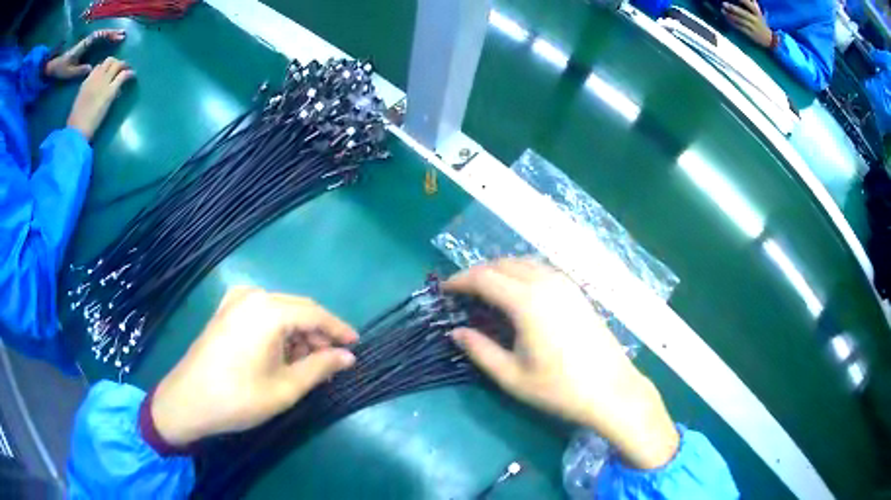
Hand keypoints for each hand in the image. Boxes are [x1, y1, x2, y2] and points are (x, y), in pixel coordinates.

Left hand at [44, 30, 125, 79]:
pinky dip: (105, 38)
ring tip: (120, 36)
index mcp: (83, 45)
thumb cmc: (60, 69)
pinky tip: (110, 41)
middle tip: (123, 35)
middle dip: (112, 33)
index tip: (117, 37)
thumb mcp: (68, 72)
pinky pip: (97, 40)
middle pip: (101, 33)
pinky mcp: (85, 47)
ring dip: (110, 34)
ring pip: (100, 35)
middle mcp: (86, 41)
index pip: (98, 36)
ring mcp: (86, 43)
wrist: (54, 67)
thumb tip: (90, 68)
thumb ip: (79, 70)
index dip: (107, 35)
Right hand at [66, 57, 134, 140]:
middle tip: (120, 68)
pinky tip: (133, 75)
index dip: (104, 68)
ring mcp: (104, 81)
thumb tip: (95, 90)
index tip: (108, 73)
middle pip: (109, 61)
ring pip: (117, 64)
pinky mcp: (111, 90)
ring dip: (123, 65)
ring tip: (127, 69)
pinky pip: (123, 75)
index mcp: (86, 81)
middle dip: (115, 62)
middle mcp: (96, 77)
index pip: (98, 67)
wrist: (78, 128)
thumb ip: (88, 91)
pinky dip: (129, 73)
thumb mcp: (80, 100)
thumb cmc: (76, 121)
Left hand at [151, 288, 357, 445]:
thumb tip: (348, 357)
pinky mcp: (225, 311)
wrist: (188, 400)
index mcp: (269, 310)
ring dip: (297, 334)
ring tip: (306, 364)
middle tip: (331, 362)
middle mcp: (252, 296)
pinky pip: (261, 313)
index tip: (356, 346)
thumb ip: (320, 367)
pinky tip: (280, 354)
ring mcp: (235, 301)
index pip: (315, 314)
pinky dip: (278, 331)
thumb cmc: (238, 397)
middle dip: (318, 334)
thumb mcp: (285, 388)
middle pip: (297, 309)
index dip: (339, 330)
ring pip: (280, 311)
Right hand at [446, 259, 678, 469]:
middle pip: (503, 264)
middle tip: (461, 292)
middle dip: (477, 273)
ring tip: (485, 291)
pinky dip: (521, 273)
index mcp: (527, 302)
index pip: (484, 278)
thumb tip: (455, 332)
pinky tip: (517, 293)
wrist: (611, 390)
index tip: (444, 290)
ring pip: (524, 263)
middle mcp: (546, 283)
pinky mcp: (577, 291)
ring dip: (500, 270)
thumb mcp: (512, 376)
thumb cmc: (559, 388)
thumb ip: (480, 350)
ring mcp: (565, 284)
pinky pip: (541, 270)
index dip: (460, 281)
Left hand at [722, 0, 772, 47]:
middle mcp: (756, 20)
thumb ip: (751, 4)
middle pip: (743, 13)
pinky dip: (733, 23)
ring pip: (741, 21)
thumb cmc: (760, 21)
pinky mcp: (752, 35)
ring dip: (731, 16)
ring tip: (723, 11)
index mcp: (757, 12)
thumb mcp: (758, 12)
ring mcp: (754, 28)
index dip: (743, 1)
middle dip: (733, 8)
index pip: (749, 4)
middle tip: (724, 4)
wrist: (769, 39)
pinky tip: (728, 19)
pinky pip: (741, 28)